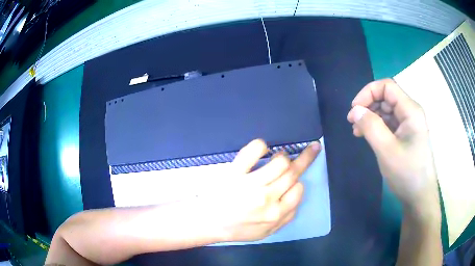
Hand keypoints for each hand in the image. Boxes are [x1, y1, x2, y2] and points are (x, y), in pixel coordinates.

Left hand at [206, 139, 320, 241]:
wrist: (208, 223)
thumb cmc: (238, 229)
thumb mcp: (267, 232)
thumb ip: (287, 217)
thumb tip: (298, 194)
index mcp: (275, 214)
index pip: (299, 189)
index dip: (298, 183)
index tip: (292, 181)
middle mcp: (266, 198)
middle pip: (292, 172)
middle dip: (301, 161)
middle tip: (308, 150)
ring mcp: (250, 184)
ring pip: (280, 161)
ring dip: (283, 156)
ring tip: (279, 156)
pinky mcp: (235, 172)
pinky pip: (254, 150)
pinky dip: (261, 145)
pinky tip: (262, 149)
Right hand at [347, 79, 439, 219]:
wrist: (419, 197)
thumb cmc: (407, 174)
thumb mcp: (387, 150)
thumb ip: (370, 127)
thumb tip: (355, 110)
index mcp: (410, 110)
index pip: (387, 86)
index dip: (368, 92)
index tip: (354, 110)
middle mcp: (410, 112)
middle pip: (386, 97)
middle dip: (368, 106)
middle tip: (353, 123)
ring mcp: (409, 124)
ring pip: (386, 110)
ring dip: (370, 117)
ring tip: (358, 132)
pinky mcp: (406, 135)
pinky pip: (389, 123)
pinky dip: (376, 127)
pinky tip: (368, 137)